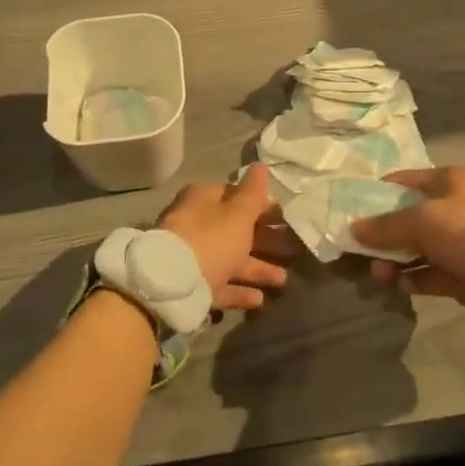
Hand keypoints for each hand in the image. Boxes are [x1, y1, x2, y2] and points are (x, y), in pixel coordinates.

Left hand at [157, 163, 289, 311]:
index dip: (261, 205)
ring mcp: (192, 257)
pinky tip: (260, 300)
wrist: (171, 284)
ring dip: (257, 268)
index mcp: (203, 200)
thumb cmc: (210, 240)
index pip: (235, 196)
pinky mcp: (192, 285)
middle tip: (293, 249)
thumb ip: (252, 193)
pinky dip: (239, 290)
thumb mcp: (237, 213)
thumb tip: (259, 165)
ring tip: (284, 280)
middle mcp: (196, 224)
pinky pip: (220, 284)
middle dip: (265, 240)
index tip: (284, 217)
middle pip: (236, 230)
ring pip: (230, 259)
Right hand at [349, 166, 464, 329]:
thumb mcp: (422, 220)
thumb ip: (385, 226)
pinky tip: (400, 286)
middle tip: (360, 250)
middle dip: (383, 234)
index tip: (352, 208)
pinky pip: (430, 275)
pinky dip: (414, 280)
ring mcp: (459, 243)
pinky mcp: (464, 275)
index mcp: (447, 182)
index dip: (378, 192)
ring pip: (417, 249)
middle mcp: (452, 208)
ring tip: (378, 274)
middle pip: (407, 218)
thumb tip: (353, 229)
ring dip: (395, 261)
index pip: (404, 181)